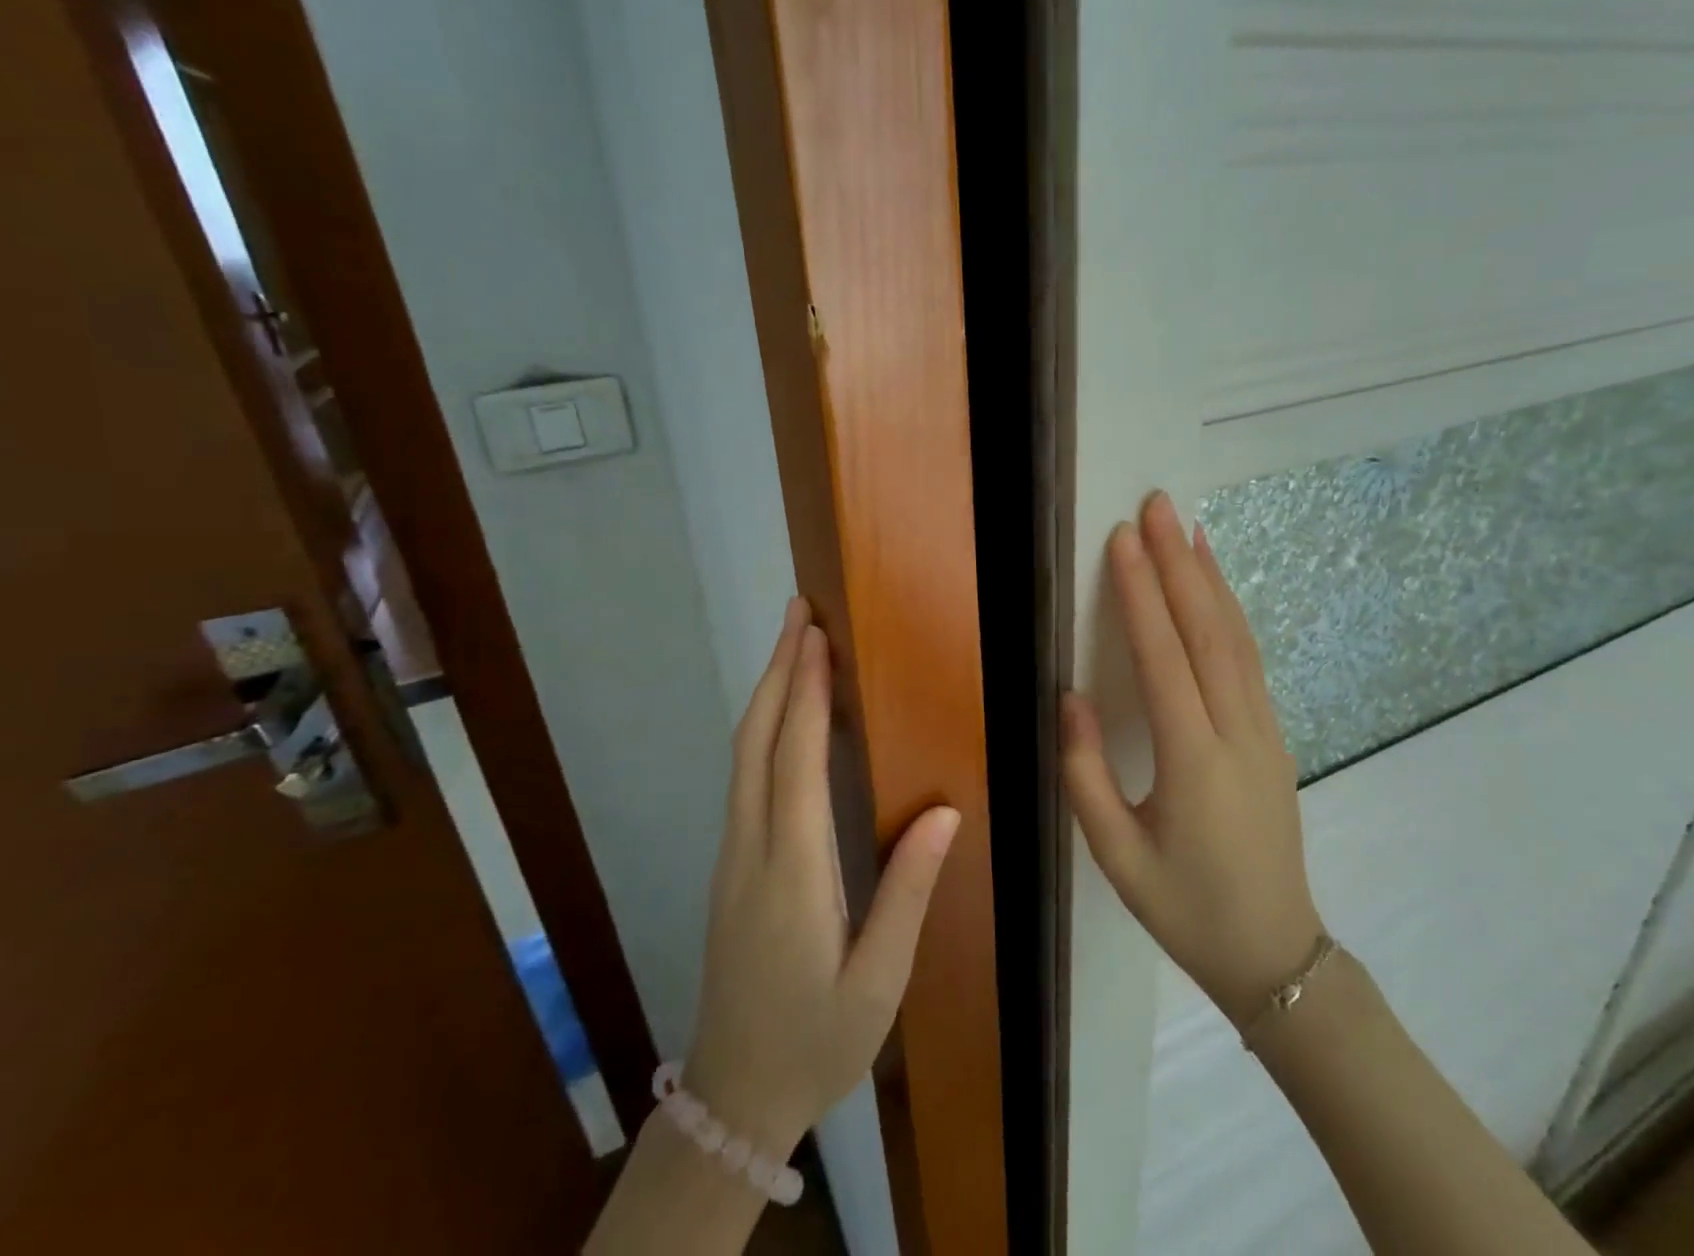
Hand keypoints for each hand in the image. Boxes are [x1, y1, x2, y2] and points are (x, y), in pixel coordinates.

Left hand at [682, 598, 960, 1153]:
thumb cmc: (816, 1041)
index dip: (807, 693)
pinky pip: (744, 776)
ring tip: (794, 646)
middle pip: (757, 741)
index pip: (797, 761)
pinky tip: (785, 716)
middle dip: (779, 671)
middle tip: (799, 612)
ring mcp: (732, 854)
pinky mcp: (730, 864)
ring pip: (743, 755)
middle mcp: (752, 849)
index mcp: (792, 872)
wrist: (733, 1097)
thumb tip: (945, 813)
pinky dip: (764, 728)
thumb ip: (908, 893)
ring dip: (769, 693)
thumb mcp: (877, 982)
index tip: (817, 636)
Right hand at [1063, 492, 1323, 1025]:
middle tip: (1158, 505)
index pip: (1164, 659)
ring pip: (1237, 638)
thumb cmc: (1186, 908)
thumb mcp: (1116, 855)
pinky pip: (1249, 659)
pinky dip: (1231, 612)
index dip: (1141, 594)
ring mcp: (1264, 730)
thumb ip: (1085, 773)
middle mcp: (1237, 732)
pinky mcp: (1273, 734)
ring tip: (1188, 527)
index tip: (1123, 540)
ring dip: (1210, 578)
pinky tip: (1216, 588)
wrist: (1277, 953)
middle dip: (1179, 563)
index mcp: (1194, 762)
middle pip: (1207, 631)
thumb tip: (1068, 696)